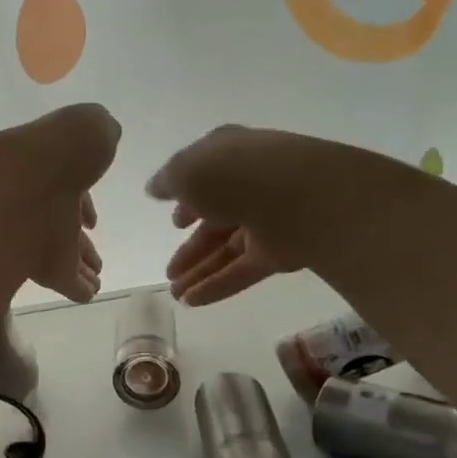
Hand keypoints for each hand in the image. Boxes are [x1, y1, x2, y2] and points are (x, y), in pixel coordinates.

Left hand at [0, 104, 120, 301]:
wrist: (24, 190)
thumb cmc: (57, 154)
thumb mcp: (86, 125)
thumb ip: (95, 130)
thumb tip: (104, 134)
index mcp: (49, 169)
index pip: (67, 187)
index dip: (82, 202)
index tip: (92, 219)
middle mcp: (39, 204)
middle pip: (63, 225)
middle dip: (79, 240)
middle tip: (94, 257)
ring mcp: (38, 238)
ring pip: (64, 254)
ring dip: (80, 264)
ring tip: (96, 276)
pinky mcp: (44, 270)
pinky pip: (65, 280)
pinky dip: (77, 287)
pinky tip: (89, 294)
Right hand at [147, 125, 319, 304]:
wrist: (301, 197)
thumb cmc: (236, 174)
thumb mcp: (187, 170)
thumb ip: (168, 181)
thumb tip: (155, 188)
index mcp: (231, 155)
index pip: (207, 176)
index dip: (187, 198)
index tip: (173, 221)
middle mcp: (250, 186)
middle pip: (216, 219)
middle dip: (191, 246)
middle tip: (169, 269)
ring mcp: (268, 220)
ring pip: (227, 249)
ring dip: (199, 270)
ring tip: (174, 293)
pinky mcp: (280, 252)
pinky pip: (242, 271)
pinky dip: (216, 286)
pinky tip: (191, 302)